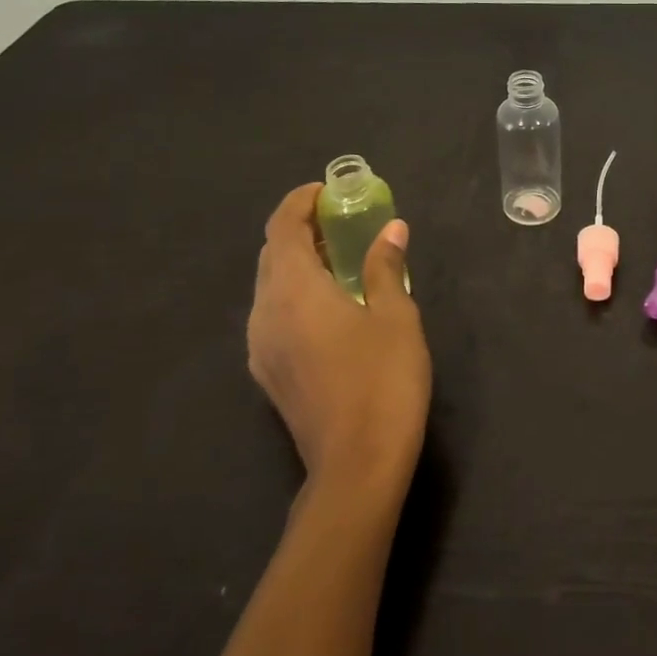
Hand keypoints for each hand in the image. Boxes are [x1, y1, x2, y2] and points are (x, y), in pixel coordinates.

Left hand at [248, 185, 431, 496]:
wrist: (356, 464)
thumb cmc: (383, 380)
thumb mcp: (395, 316)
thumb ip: (385, 267)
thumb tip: (390, 229)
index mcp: (293, 290)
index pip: (282, 229)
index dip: (299, 203)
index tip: (327, 191)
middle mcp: (264, 312)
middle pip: (271, 255)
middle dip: (299, 230)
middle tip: (340, 222)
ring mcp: (260, 346)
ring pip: (269, 286)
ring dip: (296, 262)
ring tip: (338, 258)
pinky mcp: (268, 372)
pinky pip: (273, 313)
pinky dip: (294, 292)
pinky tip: (328, 304)